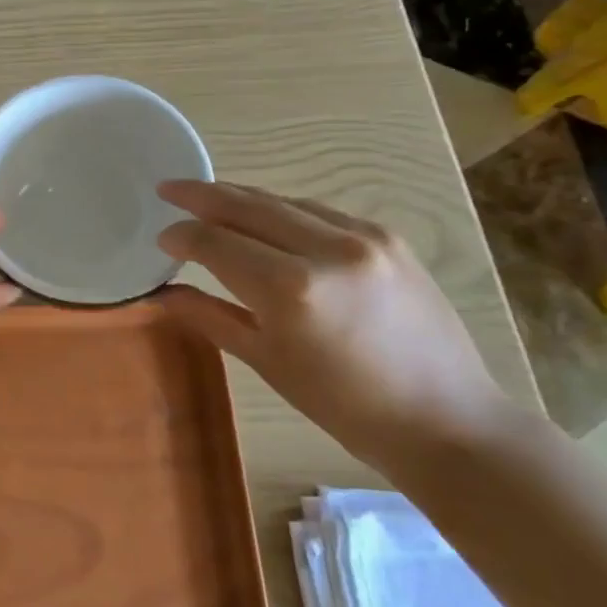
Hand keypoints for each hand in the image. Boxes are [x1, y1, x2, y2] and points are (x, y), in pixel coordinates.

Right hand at [157, 181, 520, 470]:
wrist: (444, 418)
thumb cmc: (343, 405)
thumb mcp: (266, 361)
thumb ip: (210, 316)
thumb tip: (164, 293)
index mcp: (291, 289)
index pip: (217, 243)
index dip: (183, 236)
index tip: (162, 237)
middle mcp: (327, 249)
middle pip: (248, 206)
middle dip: (202, 195)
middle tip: (168, 188)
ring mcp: (364, 237)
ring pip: (284, 202)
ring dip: (242, 198)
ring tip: (209, 199)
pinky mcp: (389, 237)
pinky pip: (320, 212)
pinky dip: (283, 211)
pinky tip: (267, 218)